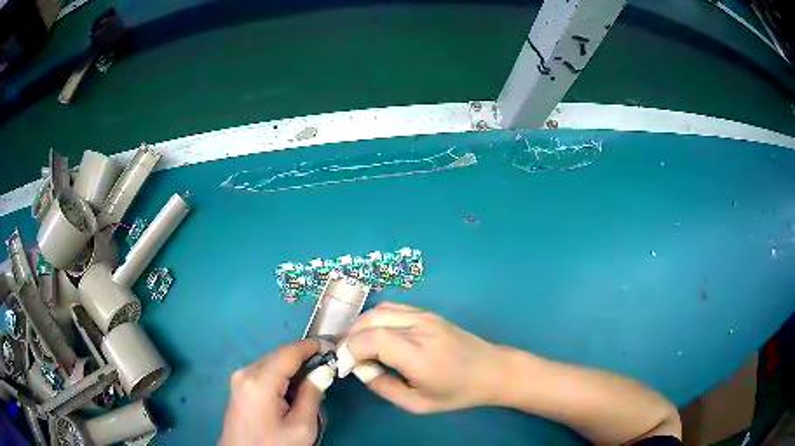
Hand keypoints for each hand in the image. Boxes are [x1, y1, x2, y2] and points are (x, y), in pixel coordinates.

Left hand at [220, 339, 322, 445]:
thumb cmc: (274, 445)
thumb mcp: (301, 427)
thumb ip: (312, 395)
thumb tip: (323, 370)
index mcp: (260, 381)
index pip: (289, 352)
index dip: (311, 346)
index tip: (333, 345)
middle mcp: (245, 373)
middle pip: (279, 356)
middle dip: (303, 358)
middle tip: (328, 367)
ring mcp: (239, 380)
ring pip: (271, 364)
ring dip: (292, 369)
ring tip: (313, 382)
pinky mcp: (238, 388)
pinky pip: (263, 373)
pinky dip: (281, 377)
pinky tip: (293, 392)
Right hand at [337, 302, 505, 413]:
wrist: (492, 370)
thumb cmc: (457, 393)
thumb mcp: (417, 404)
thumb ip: (384, 388)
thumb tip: (361, 369)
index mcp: (418, 355)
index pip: (371, 339)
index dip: (349, 350)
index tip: (346, 365)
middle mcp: (420, 328)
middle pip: (370, 320)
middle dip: (350, 337)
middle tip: (347, 358)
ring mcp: (425, 316)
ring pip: (379, 310)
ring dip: (361, 326)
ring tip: (358, 346)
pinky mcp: (428, 312)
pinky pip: (393, 308)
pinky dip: (376, 318)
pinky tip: (377, 335)